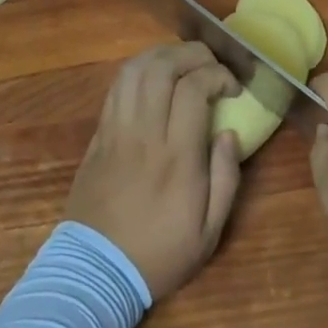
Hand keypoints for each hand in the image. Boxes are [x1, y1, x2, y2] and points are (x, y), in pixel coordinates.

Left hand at [66, 43, 242, 300]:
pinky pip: (117, 87)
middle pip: (163, 67)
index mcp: (177, 156)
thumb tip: (230, 133)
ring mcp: (116, 130)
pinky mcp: (99, 134)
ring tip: (184, 64)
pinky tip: (155, 78)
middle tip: (211, 66)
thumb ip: (227, 177)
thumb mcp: (209, 232)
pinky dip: (139, 70)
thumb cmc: (159, 254)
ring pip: (135, 70)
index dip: (217, 75)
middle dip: (193, 54)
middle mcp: (145, 133)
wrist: (95, 272)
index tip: (233, 87)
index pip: (193, 88)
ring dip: (163, 55)